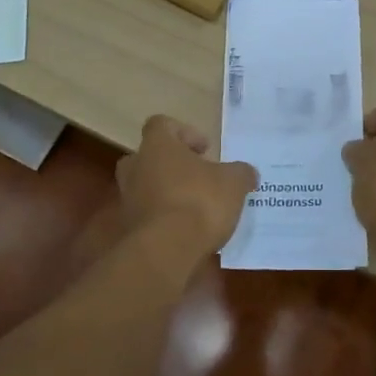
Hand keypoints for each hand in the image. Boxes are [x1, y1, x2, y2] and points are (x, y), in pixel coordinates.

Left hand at [115, 115, 256, 256]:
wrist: (165, 251)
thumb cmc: (199, 202)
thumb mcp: (233, 183)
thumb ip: (240, 173)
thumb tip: (247, 173)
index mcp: (158, 146)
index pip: (161, 124)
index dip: (185, 133)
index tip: (205, 150)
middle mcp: (136, 168)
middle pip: (149, 156)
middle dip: (172, 164)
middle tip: (197, 176)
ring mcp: (128, 199)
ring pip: (147, 187)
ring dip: (168, 193)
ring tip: (196, 208)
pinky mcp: (129, 229)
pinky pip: (148, 215)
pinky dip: (165, 219)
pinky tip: (188, 231)